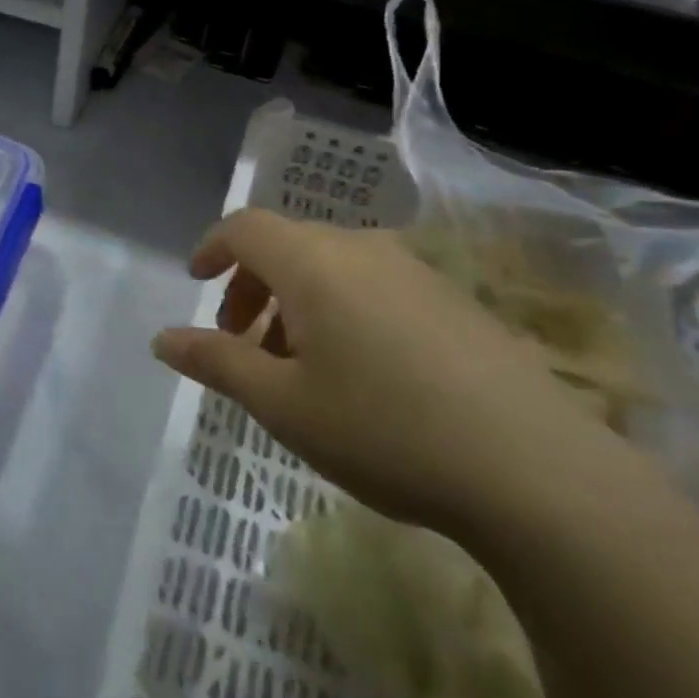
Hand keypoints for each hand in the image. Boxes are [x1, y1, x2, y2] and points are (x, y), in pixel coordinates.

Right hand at [153, 211, 604, 532]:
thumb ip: (216, 362)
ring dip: (297, 302)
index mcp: (314, 262)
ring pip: (333, 268)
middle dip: (252, 287)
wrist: (535, 470)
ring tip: (297, 367)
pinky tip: (361, 374)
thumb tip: (163, 339)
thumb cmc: (385, 429)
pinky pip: (376, 286)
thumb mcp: (283, 404)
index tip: (196, 281)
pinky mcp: (454, 300)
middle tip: (241, 344)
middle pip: (288, 246)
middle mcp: (363, 249)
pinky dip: (343, 311)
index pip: (246, 227)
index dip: (213, 247)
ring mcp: (415, 271)